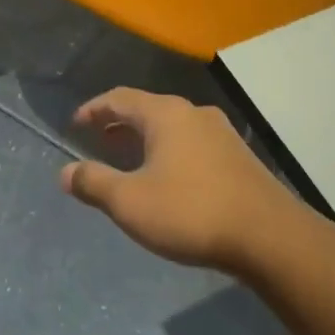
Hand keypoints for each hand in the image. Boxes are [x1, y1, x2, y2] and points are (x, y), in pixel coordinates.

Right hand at [61, 88, 306, 274]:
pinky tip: (168, 177)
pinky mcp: (238, 156)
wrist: (269, 237)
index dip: (93, 109)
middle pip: (147, 108)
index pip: (119, 98)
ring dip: (145, 137)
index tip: (75, 124)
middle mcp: (194, 113)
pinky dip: (169, 150)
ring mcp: (221, 133)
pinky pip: (192, 142)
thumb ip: (94, 183)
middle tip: (98, 140)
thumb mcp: (130, 202)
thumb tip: (65, 172)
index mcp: (165, 114)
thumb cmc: (191, 212)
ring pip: (172, 126)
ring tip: (129, 159)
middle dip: (119, 123)